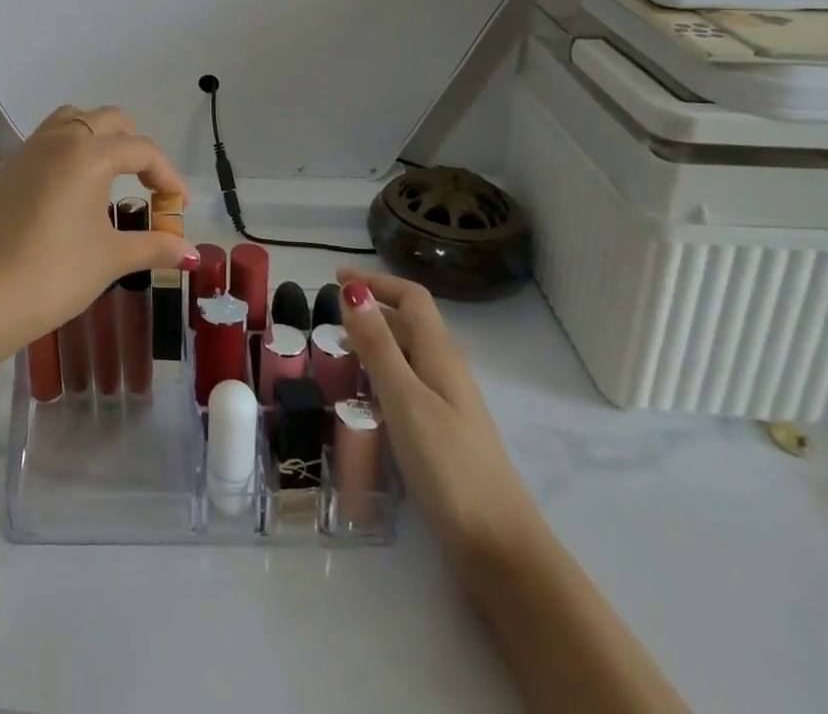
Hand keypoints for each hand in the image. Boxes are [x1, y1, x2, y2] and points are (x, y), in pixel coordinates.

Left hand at [0, 106, 195, 356]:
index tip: (178, 206)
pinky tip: (66, 194)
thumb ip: (154, 246)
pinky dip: (64, 154)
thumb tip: (189, 251)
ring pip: (69, 120)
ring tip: (107, 175)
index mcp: (88, 155)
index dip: (167, 175)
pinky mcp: (4, 172)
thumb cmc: (57, 274)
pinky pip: (42, 145)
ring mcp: (25, 153)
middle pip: (107, 119)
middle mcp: (57, 141)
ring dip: (96, 136)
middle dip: (133, 145)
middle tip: (145, 183)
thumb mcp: (112, 259)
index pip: (141, 149)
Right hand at [336, 270, 540, 564]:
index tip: (334, 279)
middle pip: (409, 323)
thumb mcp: (405, 399)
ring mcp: (447, 404)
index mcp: (440, 354)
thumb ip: (378, 345)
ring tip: (336, 355)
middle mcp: (446, 371)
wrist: (500, 549)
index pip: (411, 297)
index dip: (376, 281)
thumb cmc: (449, 466)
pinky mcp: (443, 434)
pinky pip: (407, 386)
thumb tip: (354, 290)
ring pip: (407, 356)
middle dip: (369, 311)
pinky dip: (380, 377)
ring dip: (373, 344)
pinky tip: (362, 400)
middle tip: (327, 318)